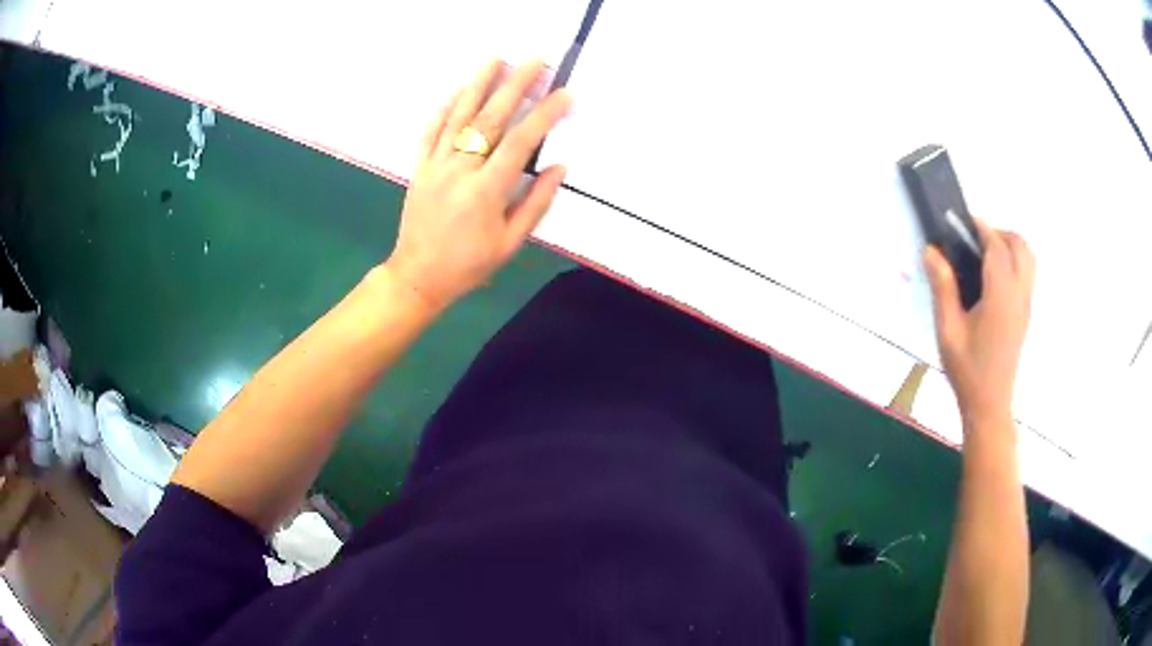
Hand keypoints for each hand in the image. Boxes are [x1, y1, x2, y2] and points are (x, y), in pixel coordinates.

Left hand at [384, 59, 571, 310]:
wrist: (418, 277)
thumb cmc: (468, 265)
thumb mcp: (510, 243)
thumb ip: (535, 203)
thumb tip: (558, 168)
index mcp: (486, 191)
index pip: (521, 142)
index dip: (545, 115)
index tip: (564, 94)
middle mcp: (459, 170)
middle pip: (490, 118)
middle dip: (515, 86)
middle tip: (534, 61)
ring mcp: (435, 165)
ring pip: (458, 117)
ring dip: (478, 84)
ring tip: (495, 59)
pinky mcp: (419, 167)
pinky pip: (430, 131)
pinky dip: (443, 108)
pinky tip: (457, 89)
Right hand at [925, 219, 1034, 430]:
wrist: (989, 404)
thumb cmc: (967, 369)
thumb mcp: (948, 330)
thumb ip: (943, 287)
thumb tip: (932, 250)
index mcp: (1000, 295)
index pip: (997, 247)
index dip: (982, 228)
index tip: (965, 220)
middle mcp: (1019, 294)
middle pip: (1020, 246)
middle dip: (1000, 232)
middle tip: (977, 238)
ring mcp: (1026, 304)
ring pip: (1029, 258)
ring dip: (1011, 245)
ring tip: (987, 254)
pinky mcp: (1026, 314)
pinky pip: (1028, 273)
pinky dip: (1016, 260)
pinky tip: (996, 276)